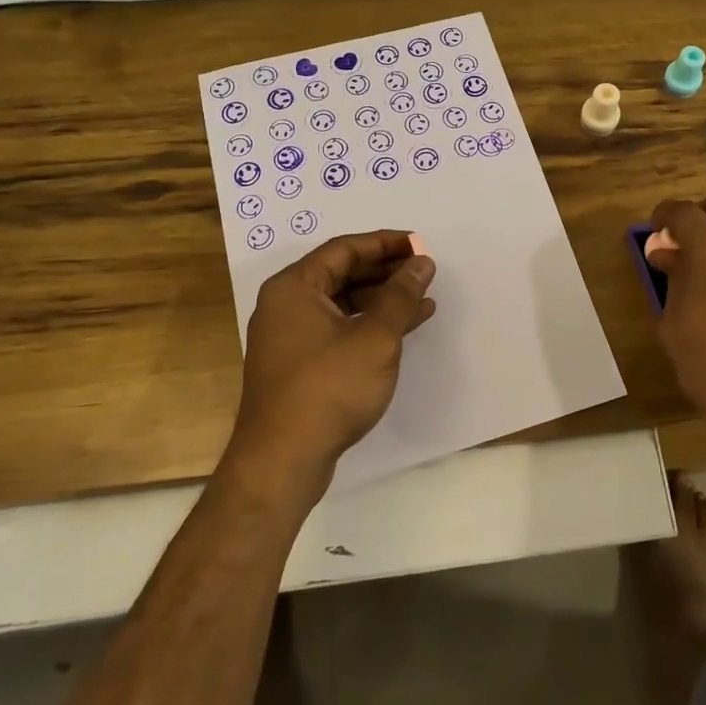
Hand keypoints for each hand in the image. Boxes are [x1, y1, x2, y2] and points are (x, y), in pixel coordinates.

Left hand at [226, 230, 437, 500]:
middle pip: (341, 273)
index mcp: (294, 287)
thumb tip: (421, 262)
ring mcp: (289, 337)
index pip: (344, 249)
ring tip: (423, 300)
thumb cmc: (329, 388)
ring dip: (381, 299)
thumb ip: (401, 296)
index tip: (420, 244)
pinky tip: (402, 330)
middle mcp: (286, 305)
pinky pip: (338, 328)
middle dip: (385, 270)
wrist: (282, 462)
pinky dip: (369, 324)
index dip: (385, 243)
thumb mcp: (375, 337)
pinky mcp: (298, 365)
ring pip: (342, 303)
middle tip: (423, 270)